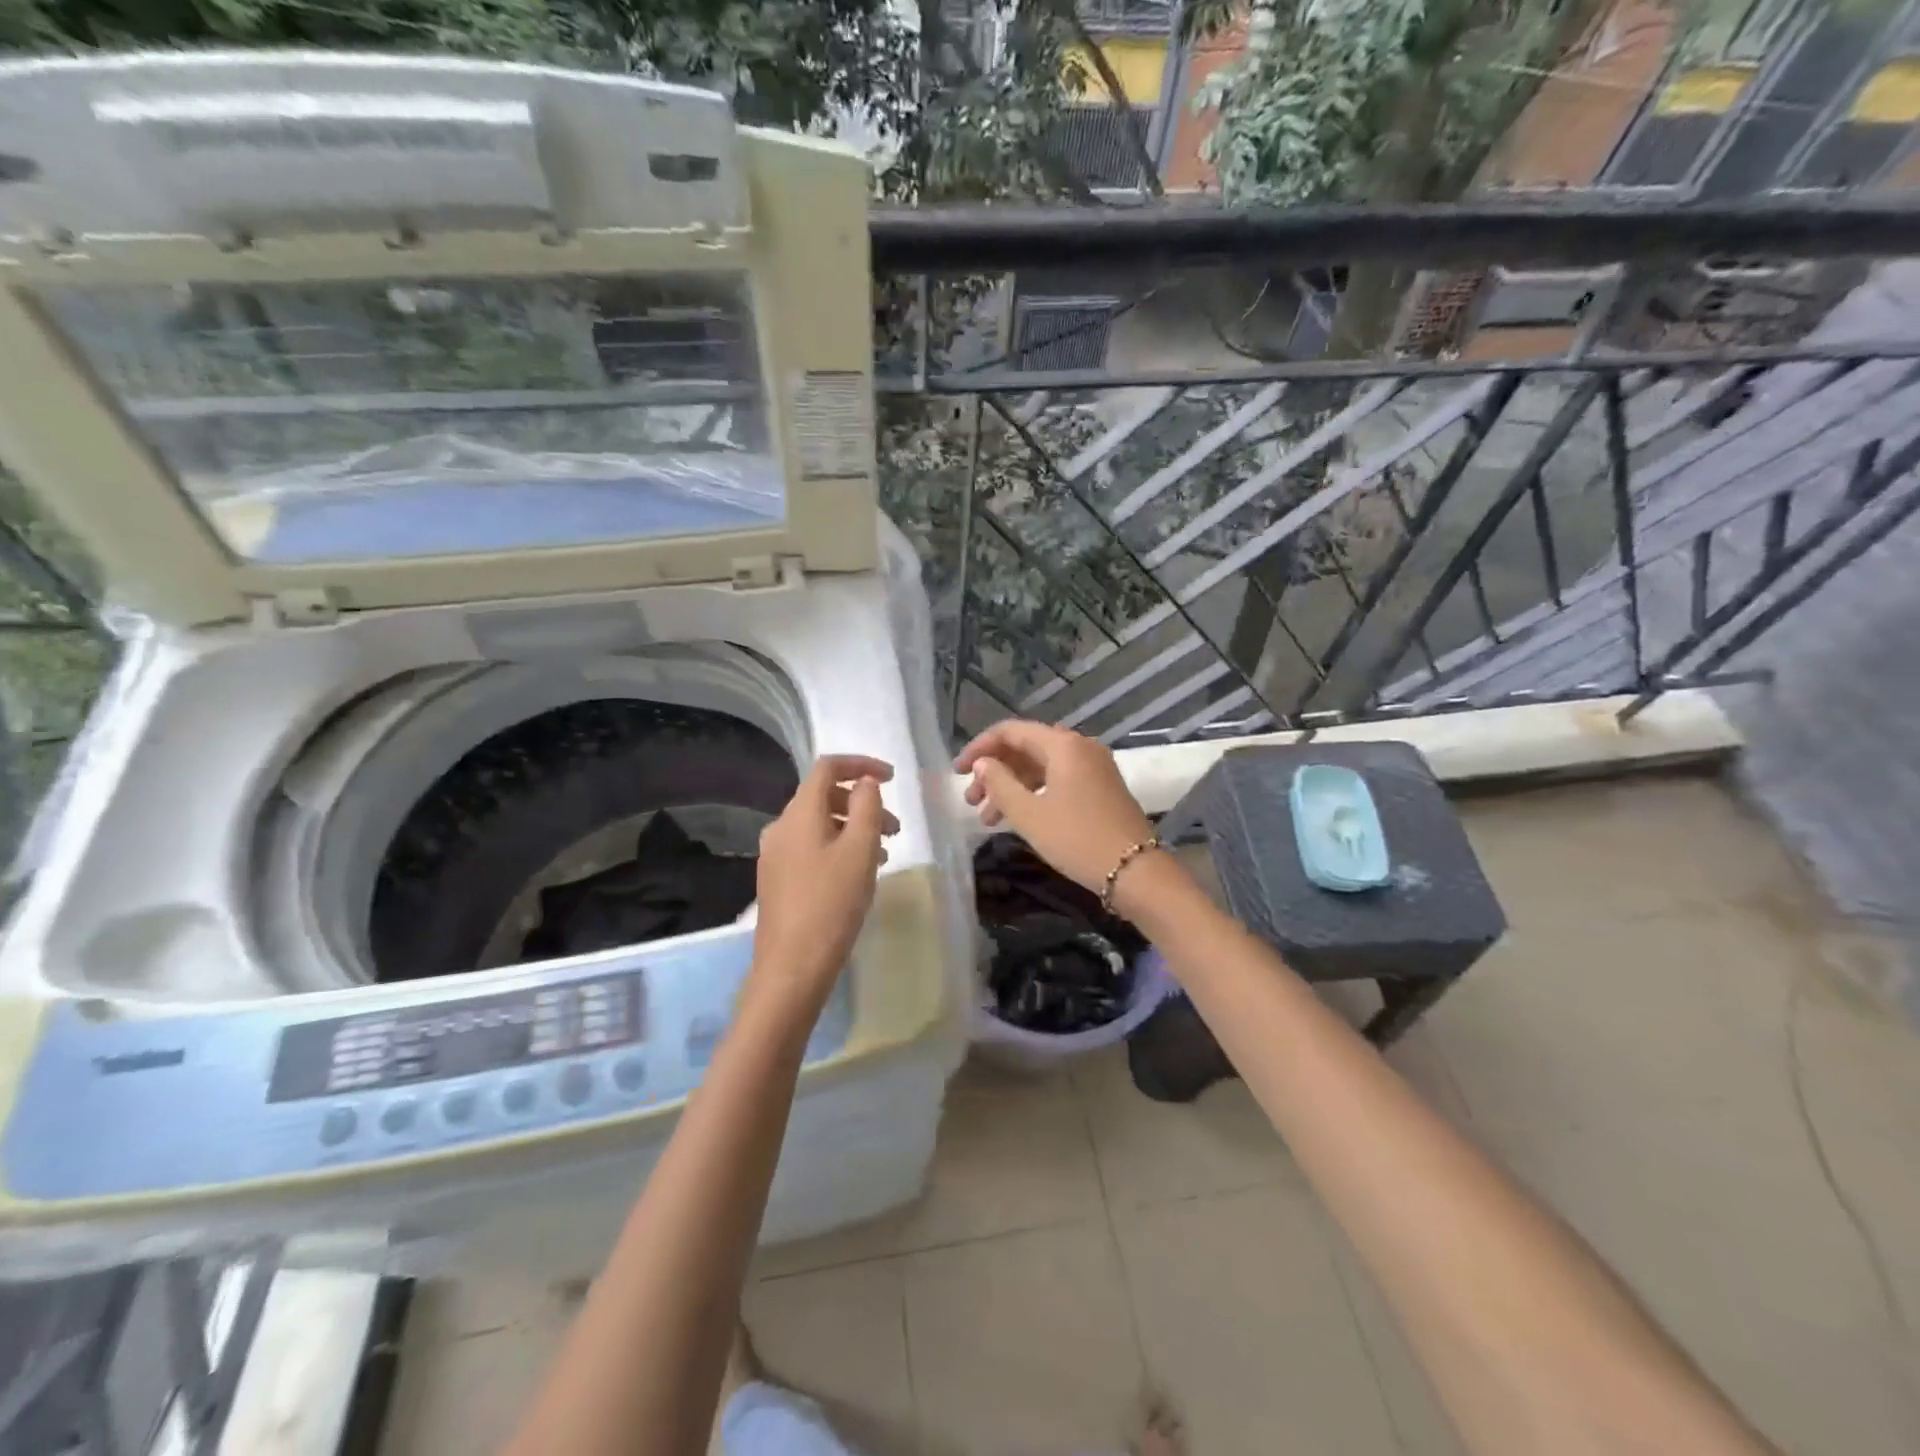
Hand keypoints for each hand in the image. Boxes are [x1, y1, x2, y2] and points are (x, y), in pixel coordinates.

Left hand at [750, 754, 897, 1009]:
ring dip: (853, 828)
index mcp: (799, 813)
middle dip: (862, 803)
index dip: (861, 764)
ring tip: (884, 854)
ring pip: (819, 824)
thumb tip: (865, 782)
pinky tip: (857, 874)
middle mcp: (781, 827)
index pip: (827, 768)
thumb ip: (867, 807)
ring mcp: (775, 854)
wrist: (792, 966)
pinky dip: (838, 847)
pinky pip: (811, 847)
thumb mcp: (860, 850)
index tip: (892, 778)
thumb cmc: (832, 903)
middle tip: (895, 829)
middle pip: (823, 796)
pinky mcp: (777, 879)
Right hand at [955, 721, 1154, 895]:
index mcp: (1063, 745)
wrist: (1136, 872)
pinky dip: (1034, 793)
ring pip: (1041, 767)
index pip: (1011, 731)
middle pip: (1026, 748)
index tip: (957, 772)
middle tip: (971, 801)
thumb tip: (983, 764)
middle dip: (994, 771)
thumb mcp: (1029, 814)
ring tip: (988, 818)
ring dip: (1012, 786)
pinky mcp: (1101, 787)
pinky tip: (1018, 817)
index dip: (979, 748)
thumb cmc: (1077, 839)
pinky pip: (1059, 779)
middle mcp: (1080, 747)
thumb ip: (1000, 784)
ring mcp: (1094, 767)